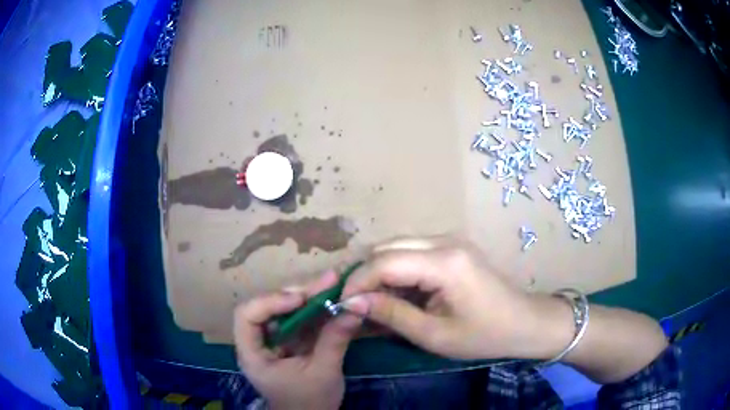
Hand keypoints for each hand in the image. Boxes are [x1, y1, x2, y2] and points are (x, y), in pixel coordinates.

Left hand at [234, 271, 361, 409]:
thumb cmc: (310, 403)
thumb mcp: (323, 373)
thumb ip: (335, 339)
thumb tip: (356, 306)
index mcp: (253, 354)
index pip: (247, 317)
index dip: (269, 302)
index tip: (299, 298)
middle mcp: (258, 342)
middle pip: (269, 307)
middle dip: (298, 294)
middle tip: (327, 282)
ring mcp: (274, 341)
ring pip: (286, 310)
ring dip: (310, 297)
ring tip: (333, 283)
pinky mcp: (290, 342)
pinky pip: (299, 320)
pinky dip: (316, 310)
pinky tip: (332, 299)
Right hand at [340, 236, 553, 360]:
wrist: (525, 322)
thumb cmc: (484, 335)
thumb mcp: (433, 334)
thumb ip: (391, 314)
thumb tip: (351, 302)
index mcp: (444, 262)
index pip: (384, 261)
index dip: (356, 281)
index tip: (340, 304)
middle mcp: (445, 240)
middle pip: (387, 247)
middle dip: (364, 274)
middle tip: (354, 303)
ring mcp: (450, 240)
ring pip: (397, 247)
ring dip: (379, 272)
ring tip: (372, 301)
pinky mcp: (452, 248)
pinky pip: (412, 253)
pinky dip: (396, 271)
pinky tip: (396, 294)